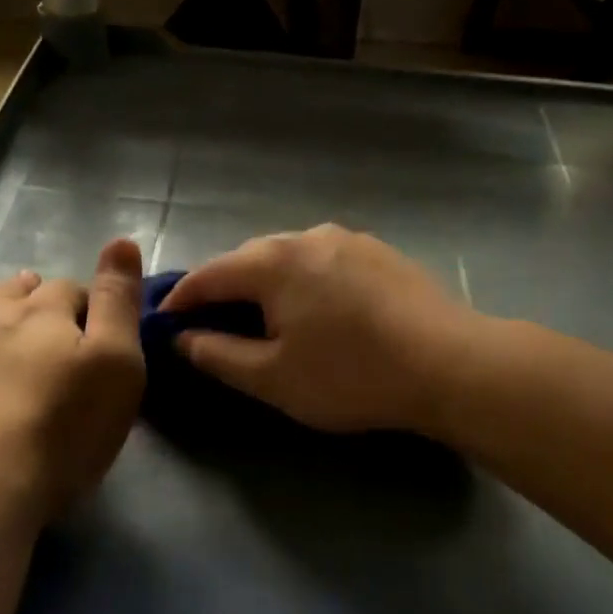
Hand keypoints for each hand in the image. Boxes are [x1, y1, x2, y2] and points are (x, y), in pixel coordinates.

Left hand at [0, 239, 145, 528]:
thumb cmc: (62, 431)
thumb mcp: (118, 367)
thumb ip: (120, 303)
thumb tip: (122, 239)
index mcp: (46, 314)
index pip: (70, 290)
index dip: (84, 304)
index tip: (92, 328)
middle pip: (14, 292)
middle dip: (32, 298)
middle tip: (43, 321)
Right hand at [160, 224, 481, 434]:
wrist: (448, 364)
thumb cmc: (351, 375)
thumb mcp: (273, 378)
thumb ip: (218, 355)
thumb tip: (183, 338)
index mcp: (273, 262)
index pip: (209, 274)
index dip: (181, 299)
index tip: (164, 322)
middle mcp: (308, 236)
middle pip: (249, 259)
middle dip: (225, 289)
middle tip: (213, 324)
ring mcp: (350, 239)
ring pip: (291, 257)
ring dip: (268, 284)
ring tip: (266, 317)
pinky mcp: (382, 253)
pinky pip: (325, 262)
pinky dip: (306, 282)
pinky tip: (318, 310)